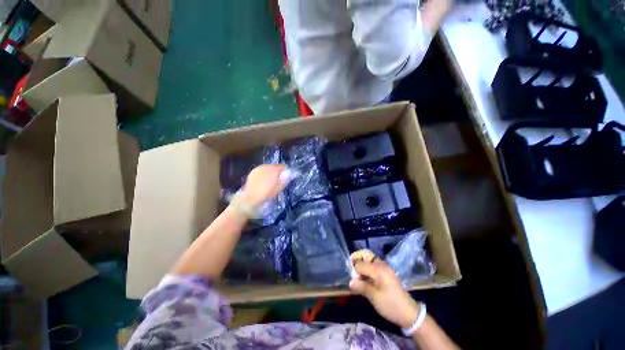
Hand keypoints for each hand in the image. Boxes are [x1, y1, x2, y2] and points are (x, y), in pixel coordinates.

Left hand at [239, 164, 286, 206]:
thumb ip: (285, 179)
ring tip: (271, 181)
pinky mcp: (253, 172)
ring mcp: (258, 168)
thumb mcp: (278, 188)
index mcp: (273, 169)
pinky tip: (264, 181)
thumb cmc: (266, 195)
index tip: (287, 178)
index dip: (286, 172)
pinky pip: (262, 170)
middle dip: (278, 172)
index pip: (283, 167)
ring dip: (271, 173)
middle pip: (275, 166)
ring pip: (268, 168)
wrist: (249, 199)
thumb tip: (292, 173)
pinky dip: (265, 174)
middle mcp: (266, 166)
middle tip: (279, 181)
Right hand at [349, 249, 421, 328]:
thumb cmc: (390, 305)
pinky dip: (367, 269)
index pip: (360, 263)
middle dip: (357, 259)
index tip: (352, 278)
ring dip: (362, 265)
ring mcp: (385, 268)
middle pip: (365, 254)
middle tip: (353, 272)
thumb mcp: (374, 297)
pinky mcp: (387, 273)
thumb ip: (361, 287)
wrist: (409, 313)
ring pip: (369, 259)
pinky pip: (374, 265)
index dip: (353, 269)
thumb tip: (350, 282)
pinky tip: (366, 280)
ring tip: (359, 278)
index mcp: (378, 269)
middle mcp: (381, 264)